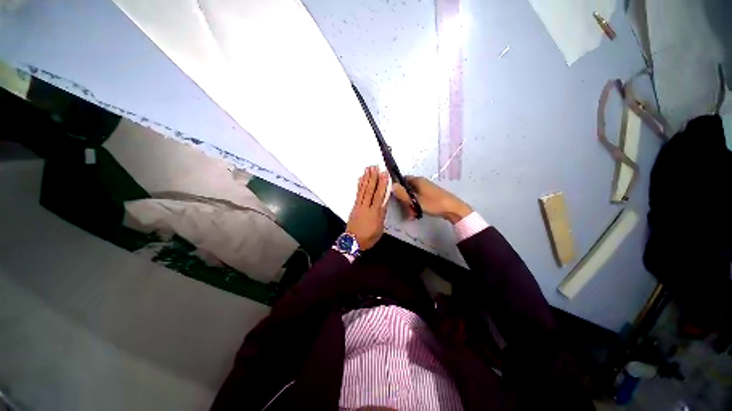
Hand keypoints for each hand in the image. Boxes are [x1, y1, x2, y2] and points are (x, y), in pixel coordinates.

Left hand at [346, 166, 389, 249]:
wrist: (353, 241)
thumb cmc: (369, 237)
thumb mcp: (380, 228)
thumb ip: (382, 215)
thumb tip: (384, 202)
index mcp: (375, 213)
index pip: (380, 195)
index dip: (382, 184)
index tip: (384, 174)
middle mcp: (367, 206)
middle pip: (371, 190)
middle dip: (373, 177)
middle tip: (375, 166)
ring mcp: (359, 205)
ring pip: (363, 190)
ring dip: (366, 178)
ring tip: (368, 169)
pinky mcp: (354, 206)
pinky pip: (357, 194)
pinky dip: (359, 186)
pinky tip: (360, 179)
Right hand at [393, 176, 471, 223]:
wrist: (453, 209)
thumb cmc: (434, 203)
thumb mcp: (415, 200)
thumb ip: (402, 194)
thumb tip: (390, 185)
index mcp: (418, 180)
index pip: (402, 179)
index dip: (398, 187)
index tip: (396, 197)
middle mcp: (421, 182)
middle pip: (407, 189)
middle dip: (405, 200)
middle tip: (407, 210)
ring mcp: (426, 189)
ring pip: (413, 196)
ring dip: (410, 205)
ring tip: (412, 215)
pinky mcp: (430, 195)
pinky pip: (419, 199)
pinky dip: (416, 205)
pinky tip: (417, 214)